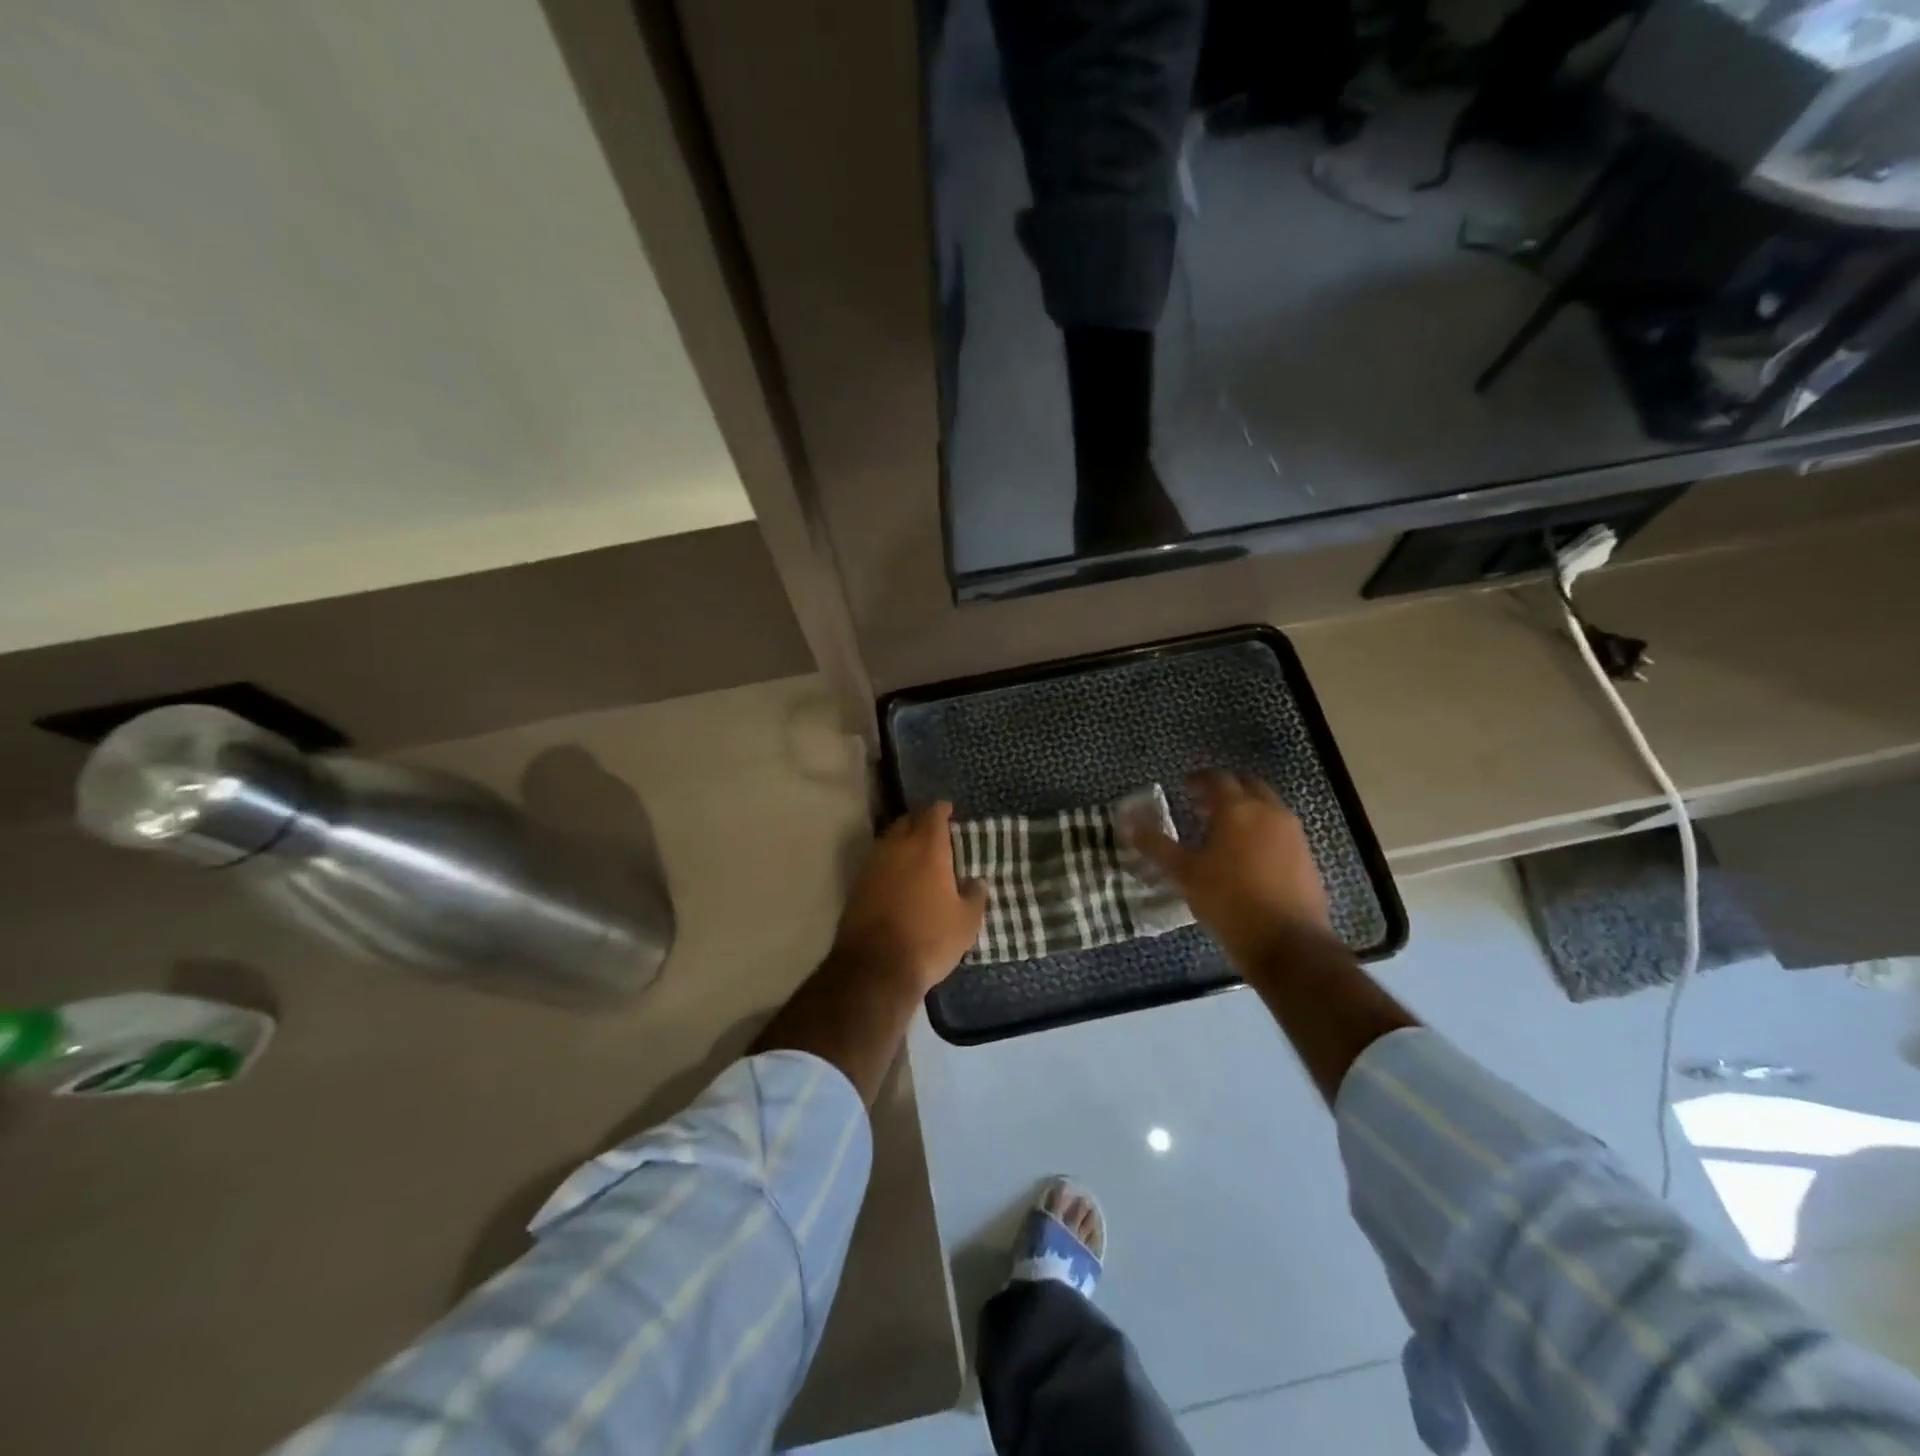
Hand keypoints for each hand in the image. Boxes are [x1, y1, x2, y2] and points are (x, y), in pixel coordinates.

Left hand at [832, 802, 986, 994]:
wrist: (875, 967)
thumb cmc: (929, 939)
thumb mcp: (966, 922)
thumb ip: (974, 896)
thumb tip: (976, 881)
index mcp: (927, 848)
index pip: (933, 814)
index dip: (942, 810)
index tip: (949, 811)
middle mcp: (897, 847)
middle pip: (907, 821)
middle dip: (920, 821)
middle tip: (934, 832)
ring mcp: (872, 865)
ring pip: (888, 841)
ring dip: (902, 842)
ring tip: (916, 855)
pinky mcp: (856, 885)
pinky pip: (877, 862)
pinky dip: (889, 863)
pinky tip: (898, 878)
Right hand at [1125, 771, 1331, 963]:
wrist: (1289, 943)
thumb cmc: (1228, 902)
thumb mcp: (1184, 874)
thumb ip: (1156, 845)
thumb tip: (1128, 824)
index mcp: (1237, 809)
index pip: (1216, 778)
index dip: (1198, 779)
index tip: (1184, 787)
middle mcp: (1269, 811)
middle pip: (1247, 785)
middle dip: (1225, 789)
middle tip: (1204, 804)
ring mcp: (1293, 833)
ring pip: (1267, 806)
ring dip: (1246, 808)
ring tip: (1224, 830)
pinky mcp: (1306, 856)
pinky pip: (1280, 829)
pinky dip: (1262, 829)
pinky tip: (1248, 855)